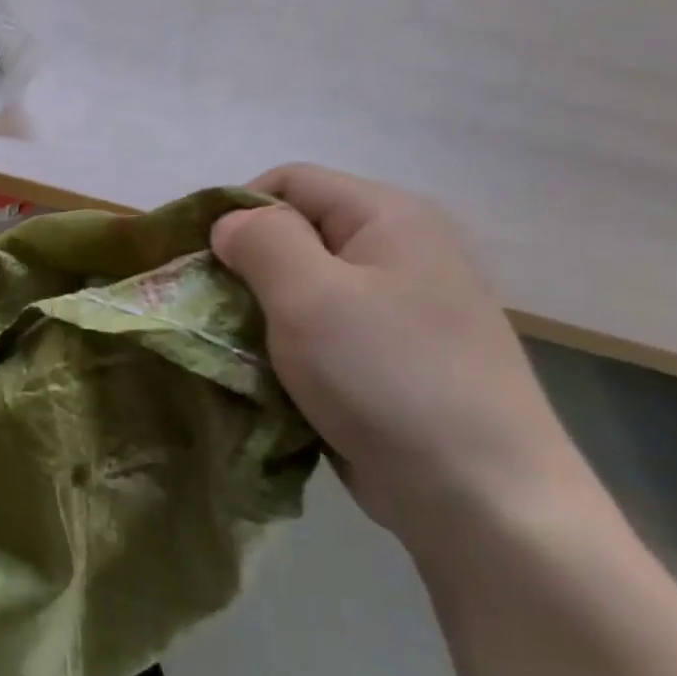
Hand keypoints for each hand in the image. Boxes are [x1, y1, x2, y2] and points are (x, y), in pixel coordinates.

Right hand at [211, 164, 580, 536]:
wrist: (477, 493)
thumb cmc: (386, 376)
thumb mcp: (309, 296)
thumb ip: (262, 242)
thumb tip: (231, 223)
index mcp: (390, 218)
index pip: (291, 182)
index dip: (236, 211)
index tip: (199, 262)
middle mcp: (401, 251)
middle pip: (298, 234)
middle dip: (245, 268)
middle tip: (210, 311)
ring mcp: (402, 307)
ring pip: (306, 287)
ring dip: (262, 313)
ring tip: (236, 348)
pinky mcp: (393, 356)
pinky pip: (324, 331)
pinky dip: (288, 346)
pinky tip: (270, 376)